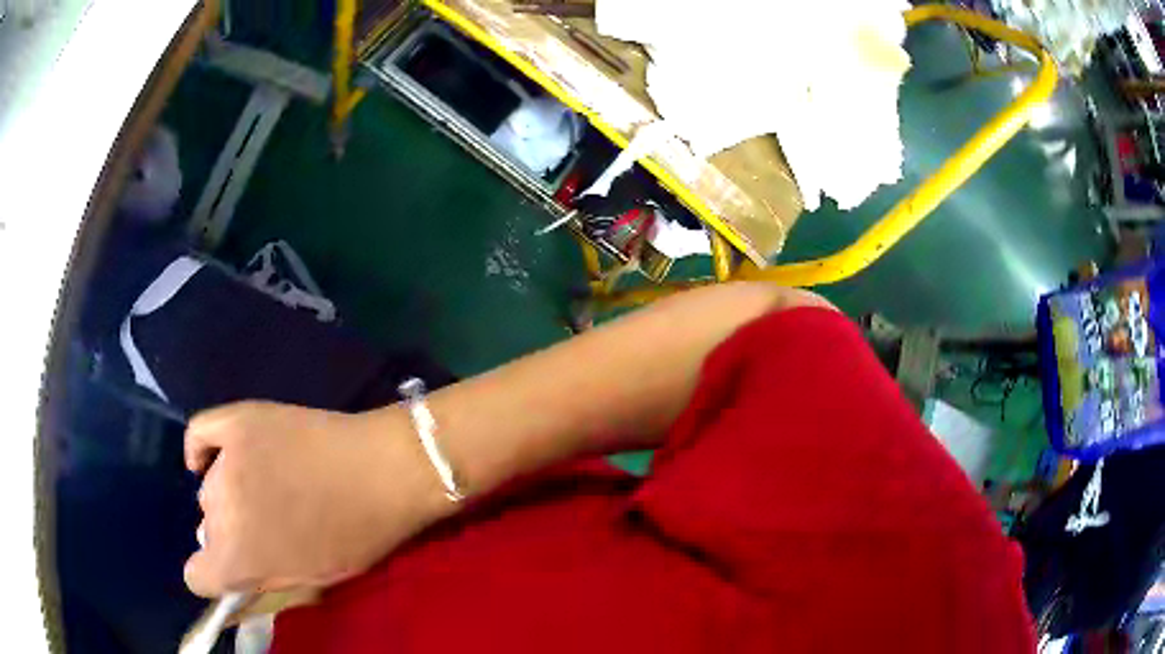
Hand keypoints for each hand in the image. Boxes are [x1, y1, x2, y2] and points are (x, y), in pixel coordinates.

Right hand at [183, 401, 450, 597]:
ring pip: (208, 488)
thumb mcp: (310, 579)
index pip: (197, 578)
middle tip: (267, 523)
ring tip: (266, 486)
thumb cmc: (356, 535)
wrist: (383, 471)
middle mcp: (218, 511)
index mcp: (237, 559)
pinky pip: (199, 432)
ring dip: (229, 493)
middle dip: (231, 533)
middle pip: (208, 530)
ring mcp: (224, 460)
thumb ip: (261, 577)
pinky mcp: (236, 418)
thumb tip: (233, 571)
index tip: (231, 570)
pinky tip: (219, 456)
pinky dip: (203, 447)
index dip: (214, 576)